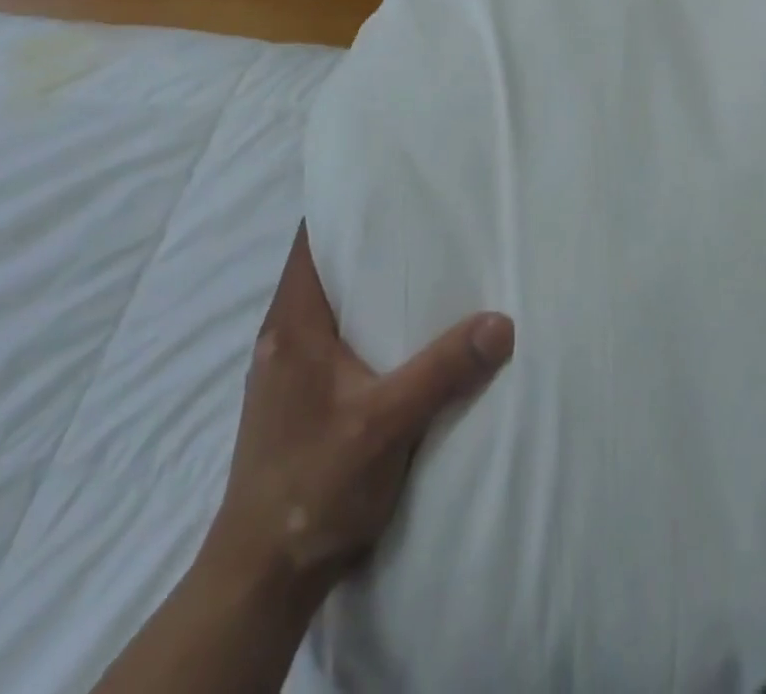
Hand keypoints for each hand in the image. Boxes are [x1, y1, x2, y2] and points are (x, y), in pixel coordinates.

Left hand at [203, 224, 515, 606]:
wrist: (262, 579)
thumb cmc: (314, 487)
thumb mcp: (387, 424)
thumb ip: (443, 370)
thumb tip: (503, 322)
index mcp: (292, 325)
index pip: (311, 241)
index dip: (345, 208)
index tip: (390, 187)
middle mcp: (282, 337)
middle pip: (323, 269)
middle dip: (369, 244)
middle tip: (423, 222)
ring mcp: (286, 371)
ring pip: (330, 307)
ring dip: (368, 288)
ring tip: (422, 270)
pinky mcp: (297, 400)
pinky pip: (332, 339)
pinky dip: (364, 324)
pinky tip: (401, 336)